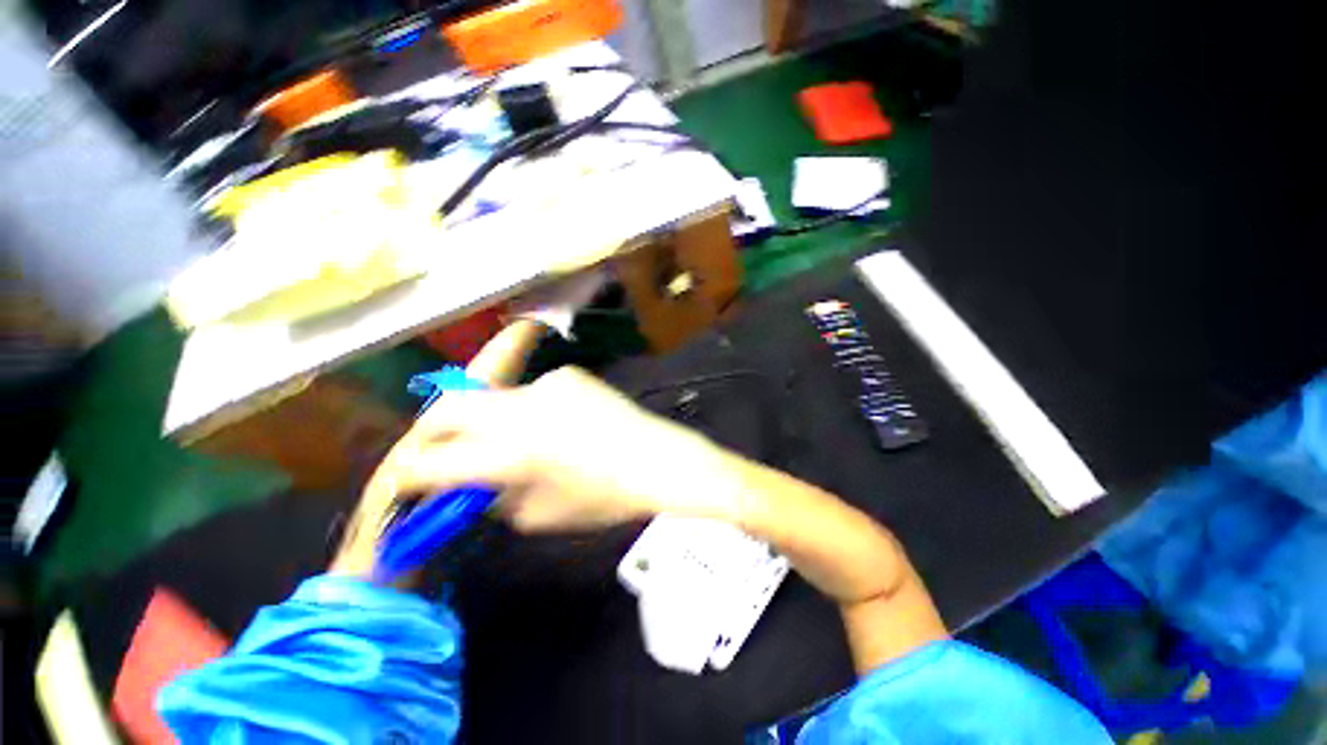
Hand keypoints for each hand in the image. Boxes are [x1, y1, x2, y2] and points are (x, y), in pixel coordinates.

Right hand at [387, 367, 740, 532]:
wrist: (655, 458)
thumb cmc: (602, 497)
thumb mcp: (538, 516)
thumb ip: (494, 498)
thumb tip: (471, 484)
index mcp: (511, 453)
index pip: (434, 462)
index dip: (410, 474)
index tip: (406, 480)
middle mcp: (520, 409)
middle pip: (448, 408)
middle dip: (431, 431)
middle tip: (437, 449)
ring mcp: (545, 385)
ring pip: (493, 398)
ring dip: (488, 420)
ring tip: (514, 440)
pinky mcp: (567, 374)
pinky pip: (532, 393)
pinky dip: (528, 410)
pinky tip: (557, 425)